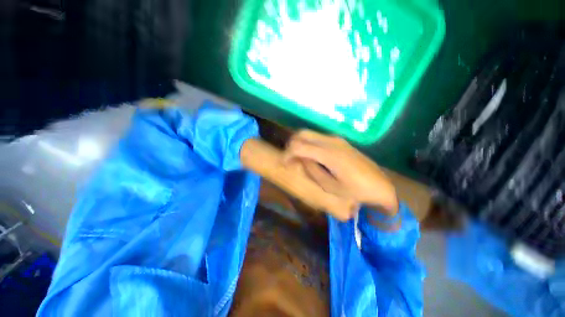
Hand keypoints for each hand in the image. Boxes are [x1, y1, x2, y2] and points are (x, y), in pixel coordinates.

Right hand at [282, 130, 398, 219]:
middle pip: (302, 134)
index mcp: (329, 154)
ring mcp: (336, 139)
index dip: (287, 154)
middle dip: (291, 145)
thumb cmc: (356, 191)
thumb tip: (300, 160)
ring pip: (310, 134)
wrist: (381, 186)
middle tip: (289, 159)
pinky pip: (318, 138)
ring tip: (298, 158)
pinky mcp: (339, 141)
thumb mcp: (330, 186)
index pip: (299, 146)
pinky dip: (309, 144)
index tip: (284, 164)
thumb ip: (312, 171)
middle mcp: (331, 141)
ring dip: (300, 143)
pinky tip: (310, 156)